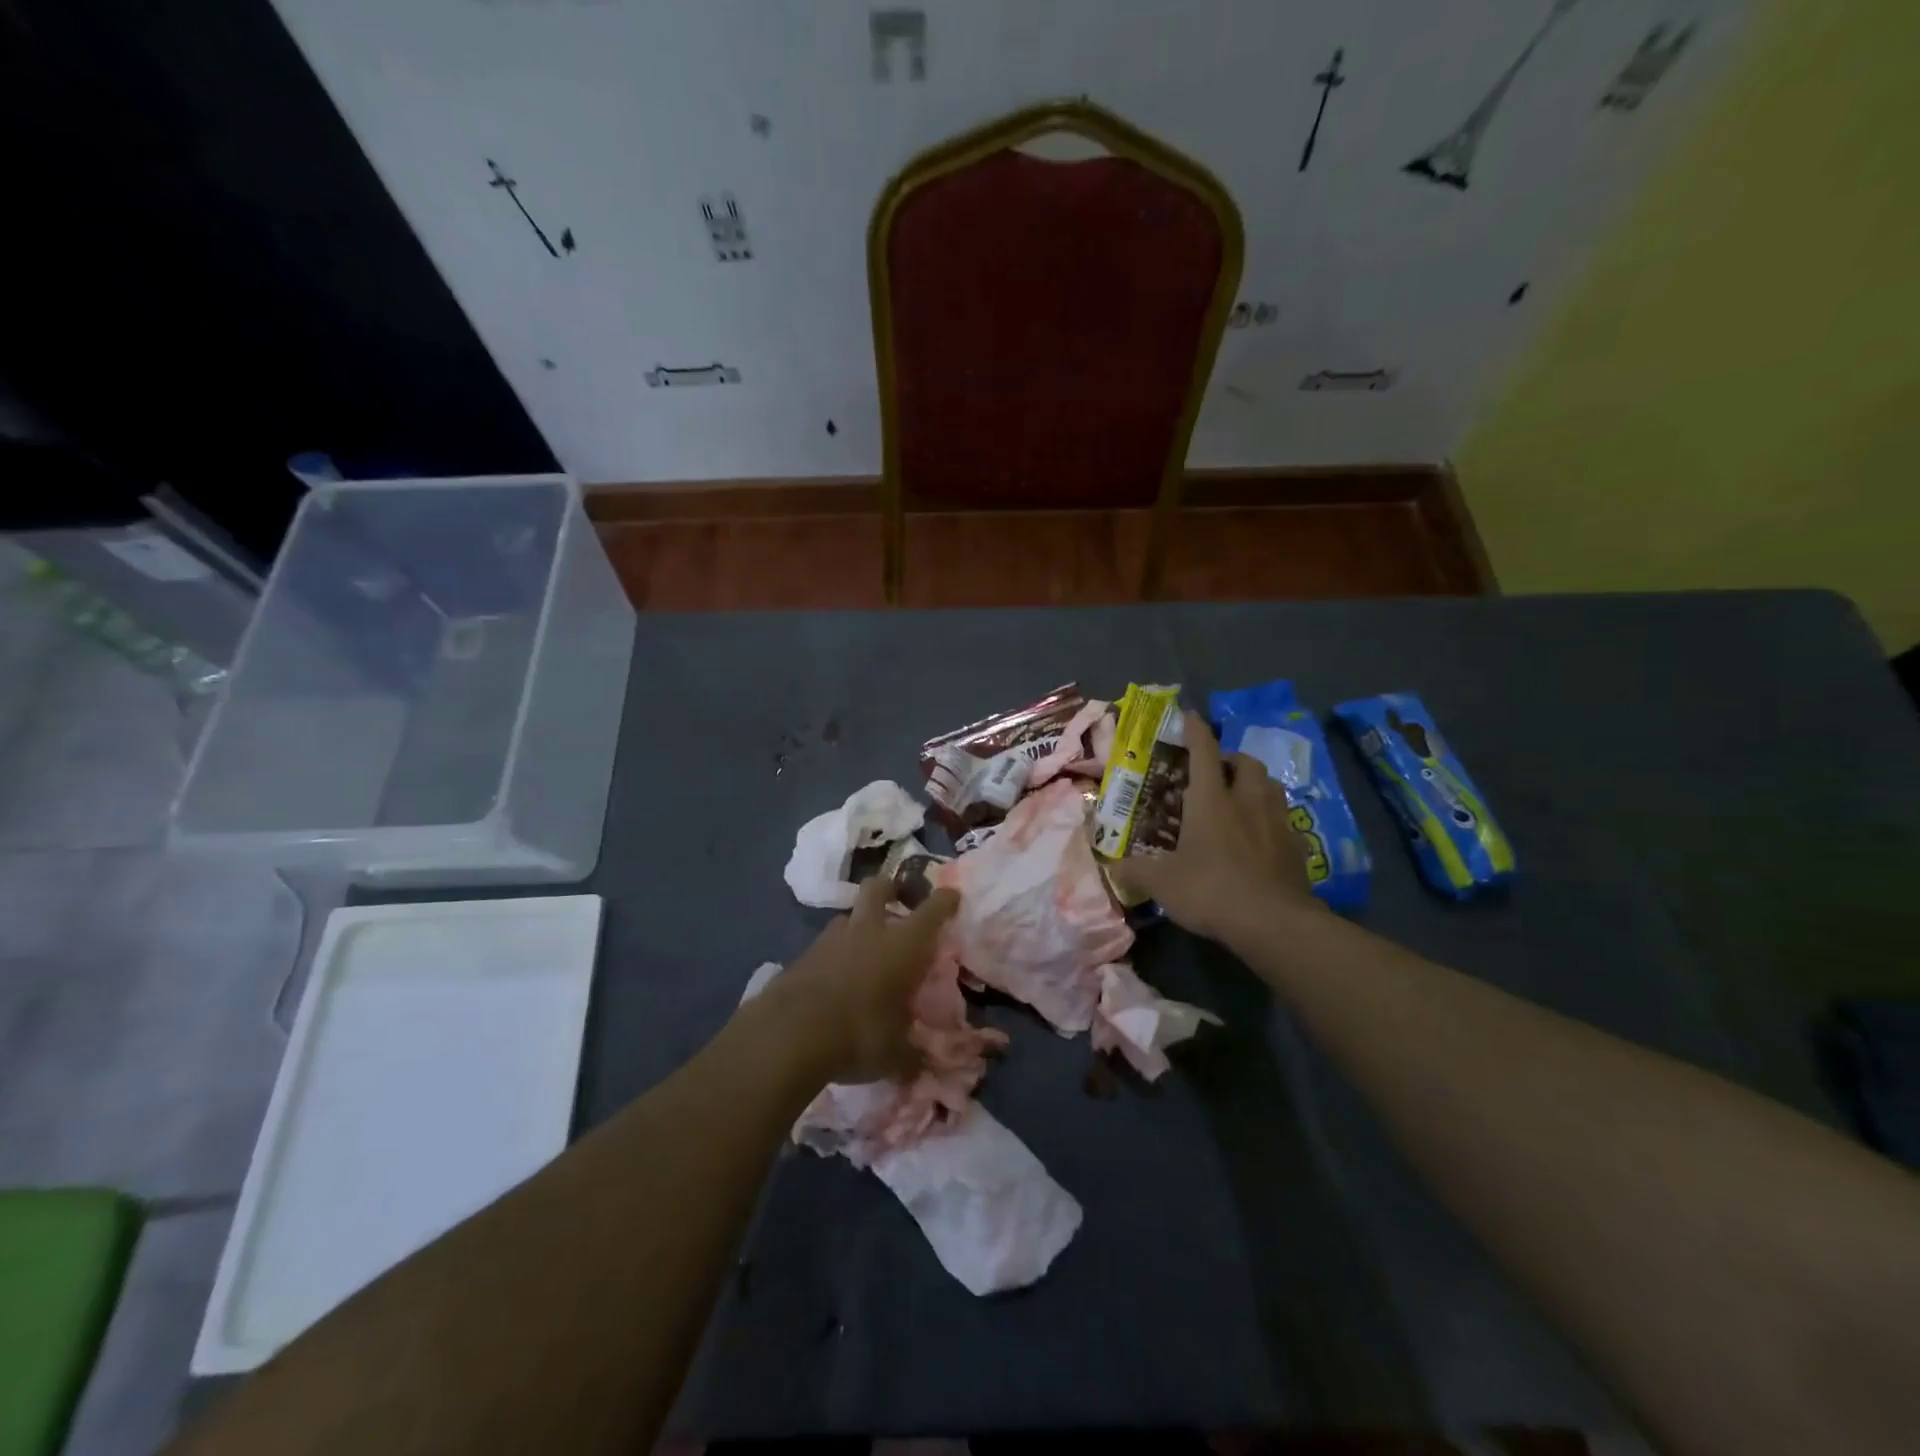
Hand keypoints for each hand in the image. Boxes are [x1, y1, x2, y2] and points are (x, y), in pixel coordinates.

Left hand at [765, 873, 960, 1084]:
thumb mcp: (895, 1055)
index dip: (945, 901)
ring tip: (864, 947)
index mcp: (903, 946)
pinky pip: (825, 945)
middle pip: (879, 888)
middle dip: (891, 888)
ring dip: (859, 925)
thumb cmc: (859, 1035)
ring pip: (849, 916)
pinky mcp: (803, 955)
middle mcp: (869, 931)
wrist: (789, 1034)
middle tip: (899, 899)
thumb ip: (912, 1056)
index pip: (933, 911)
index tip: (952, 895)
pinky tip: (835, 978)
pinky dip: (834, 954)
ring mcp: (831, 939)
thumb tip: (921, 1067)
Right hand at [1110, 710, 1318, 946]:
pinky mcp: (1296, 847)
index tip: (1189, 715)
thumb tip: (1112, 865)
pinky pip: (1283, 818)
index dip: (1195, 729)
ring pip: (1270, 785)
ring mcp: (1277, 822)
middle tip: (1215, 772)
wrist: (1274, 923)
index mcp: (1211, 799)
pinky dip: (1270, 817)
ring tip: (1240, 798)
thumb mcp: (1162, 883)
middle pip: (1245, 762)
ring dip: (1254, 783)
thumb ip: (1136, 870)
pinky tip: (1260, 836)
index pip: (1203, 751)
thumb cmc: (1211, 890)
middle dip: (1230, 759)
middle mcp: (1247, 801)